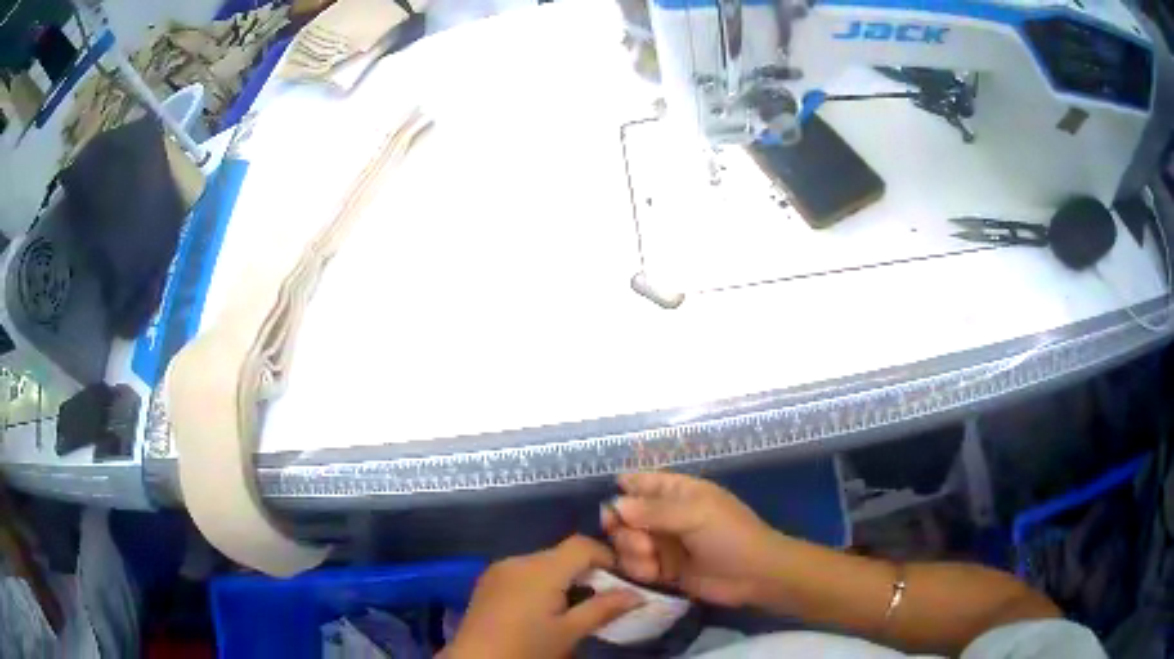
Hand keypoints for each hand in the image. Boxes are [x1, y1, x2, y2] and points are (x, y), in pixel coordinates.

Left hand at [446, 535, 643, 658]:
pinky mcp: (488, 581)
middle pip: (562, 554)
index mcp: (541, 568)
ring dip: (564, 578)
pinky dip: (541, 582)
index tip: (622, 580)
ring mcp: (499, 569)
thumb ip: (603, 609)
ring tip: (575, 606)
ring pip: (542, 563)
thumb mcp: (569, 632)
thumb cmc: (526, 647)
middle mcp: (518, 560)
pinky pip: (523, 572)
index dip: (607, 556)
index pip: (582, 545)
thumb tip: (637, 594)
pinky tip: (544, 609)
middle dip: (587, 571)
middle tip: (603, 597)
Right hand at [602, 472, 781, 606]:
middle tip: (640, 542)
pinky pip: (636, 565)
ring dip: (632, 552)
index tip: (611, 509)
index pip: (642, 482)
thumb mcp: (695, 515)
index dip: (623, 490)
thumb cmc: (730, 535)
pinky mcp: (662, 569)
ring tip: (651, 562)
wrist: (753, 576)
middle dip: (623, 529)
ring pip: (627, 542)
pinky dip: (639, 569)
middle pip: (625, 515)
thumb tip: (615, 504)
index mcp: (677, 492)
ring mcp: (663, 543)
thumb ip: (653, 511)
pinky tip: (654, 575)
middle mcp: (665, 515)